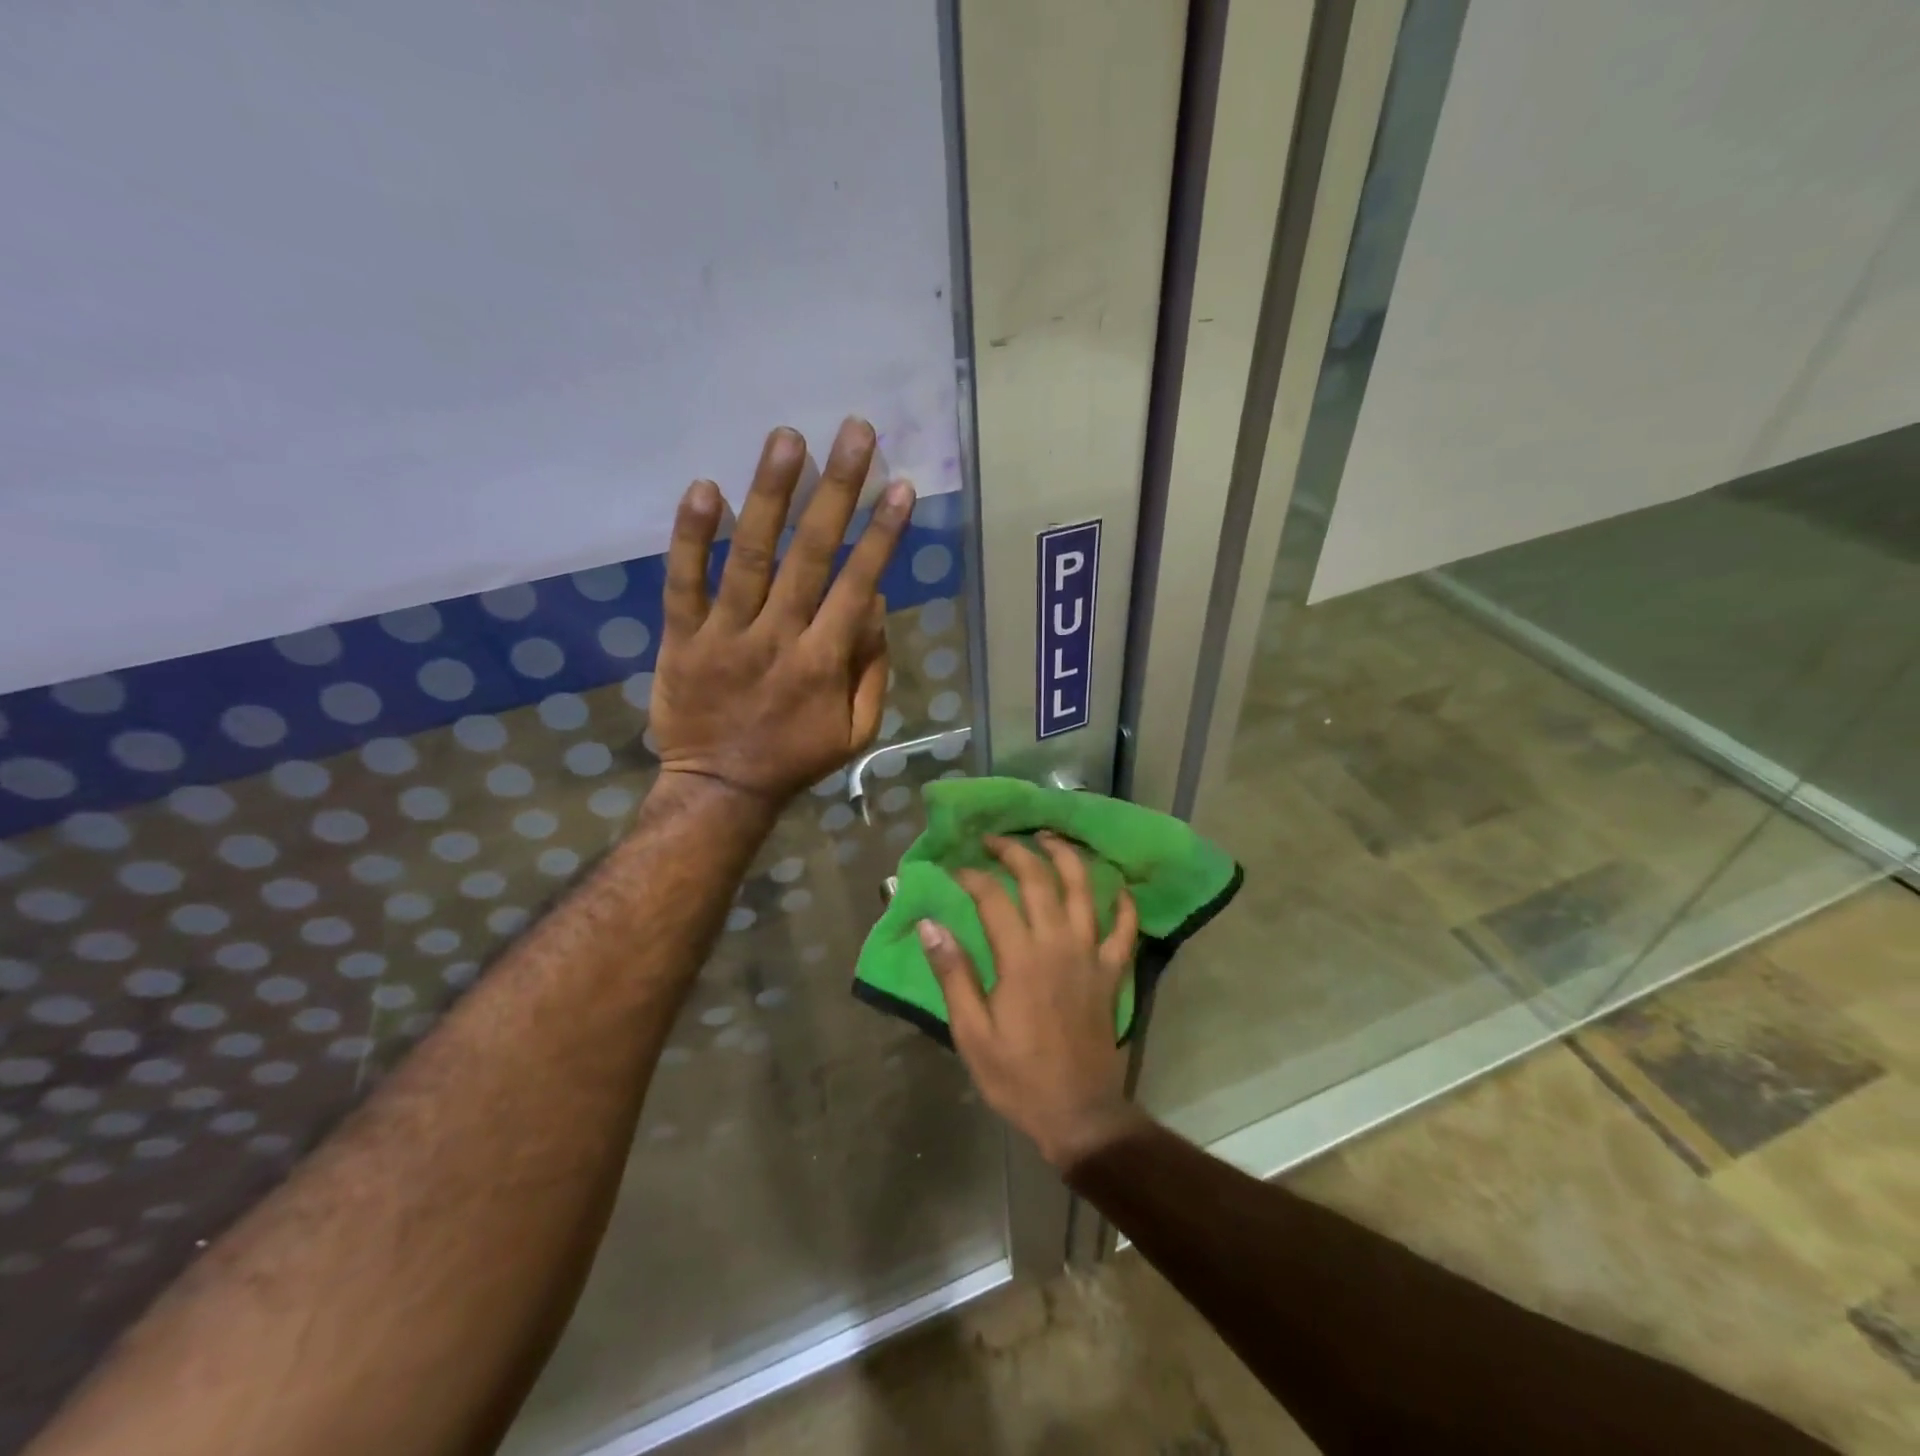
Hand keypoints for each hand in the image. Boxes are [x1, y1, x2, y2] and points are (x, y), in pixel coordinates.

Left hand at [649, 419, 912, 804]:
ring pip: (750, 558)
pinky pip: (684, 583)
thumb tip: (874, 600)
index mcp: (824, 662)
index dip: (882, 535)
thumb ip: (871, 667)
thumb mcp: (856, 730)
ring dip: (770, 495)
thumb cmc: (796, 757)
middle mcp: (778, 638)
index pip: (858, 584)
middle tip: (854, 432)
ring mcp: (725, 635)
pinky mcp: (682, 638)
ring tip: (787, 438)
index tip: (900, 486)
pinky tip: (706, 488)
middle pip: (810, 556)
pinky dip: (692, 537)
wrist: (720, 789)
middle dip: (836, 491)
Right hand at [917, 833, 1146, 1170]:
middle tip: (995, 840)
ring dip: (1067, 858)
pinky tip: (1118, 888)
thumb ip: (953, 974)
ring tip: (1049, 838)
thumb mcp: (971, 1032)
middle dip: (1015, 851)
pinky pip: (1124, 929)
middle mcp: (1058, 944)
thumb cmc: (1017, 1076)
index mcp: (1020, 958)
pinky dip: (1123, 905)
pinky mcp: (1112, 972)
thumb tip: (930, 924)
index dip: (972, 876)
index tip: (954, 869)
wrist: (1078, 1114)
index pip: (993, 897)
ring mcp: (1091, 955)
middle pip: (1039, 879)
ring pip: (1085, 890)